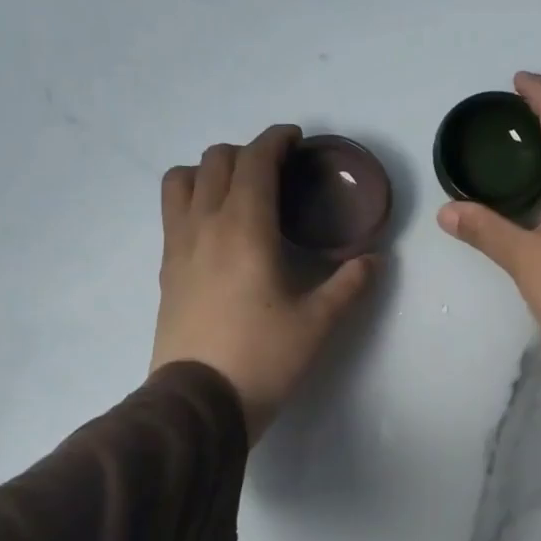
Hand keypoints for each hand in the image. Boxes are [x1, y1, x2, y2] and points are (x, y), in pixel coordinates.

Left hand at [151, 125, 375, 442]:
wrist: (200, 400)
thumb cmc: (264, 357)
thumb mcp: (318, 323)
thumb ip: (350, 285)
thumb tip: (375, 260)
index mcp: (245, 228)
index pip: (255, 161)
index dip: (275, 140)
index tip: (295, 139)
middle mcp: (205, 224)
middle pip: (216, 161)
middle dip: (247, 153)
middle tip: (276, 172)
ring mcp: (178, 246)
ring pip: (182, 180)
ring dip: (209, 171)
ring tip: (236, 191)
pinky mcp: (165, 270)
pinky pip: (172, 212)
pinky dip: (193, 199)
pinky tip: (217, 228)